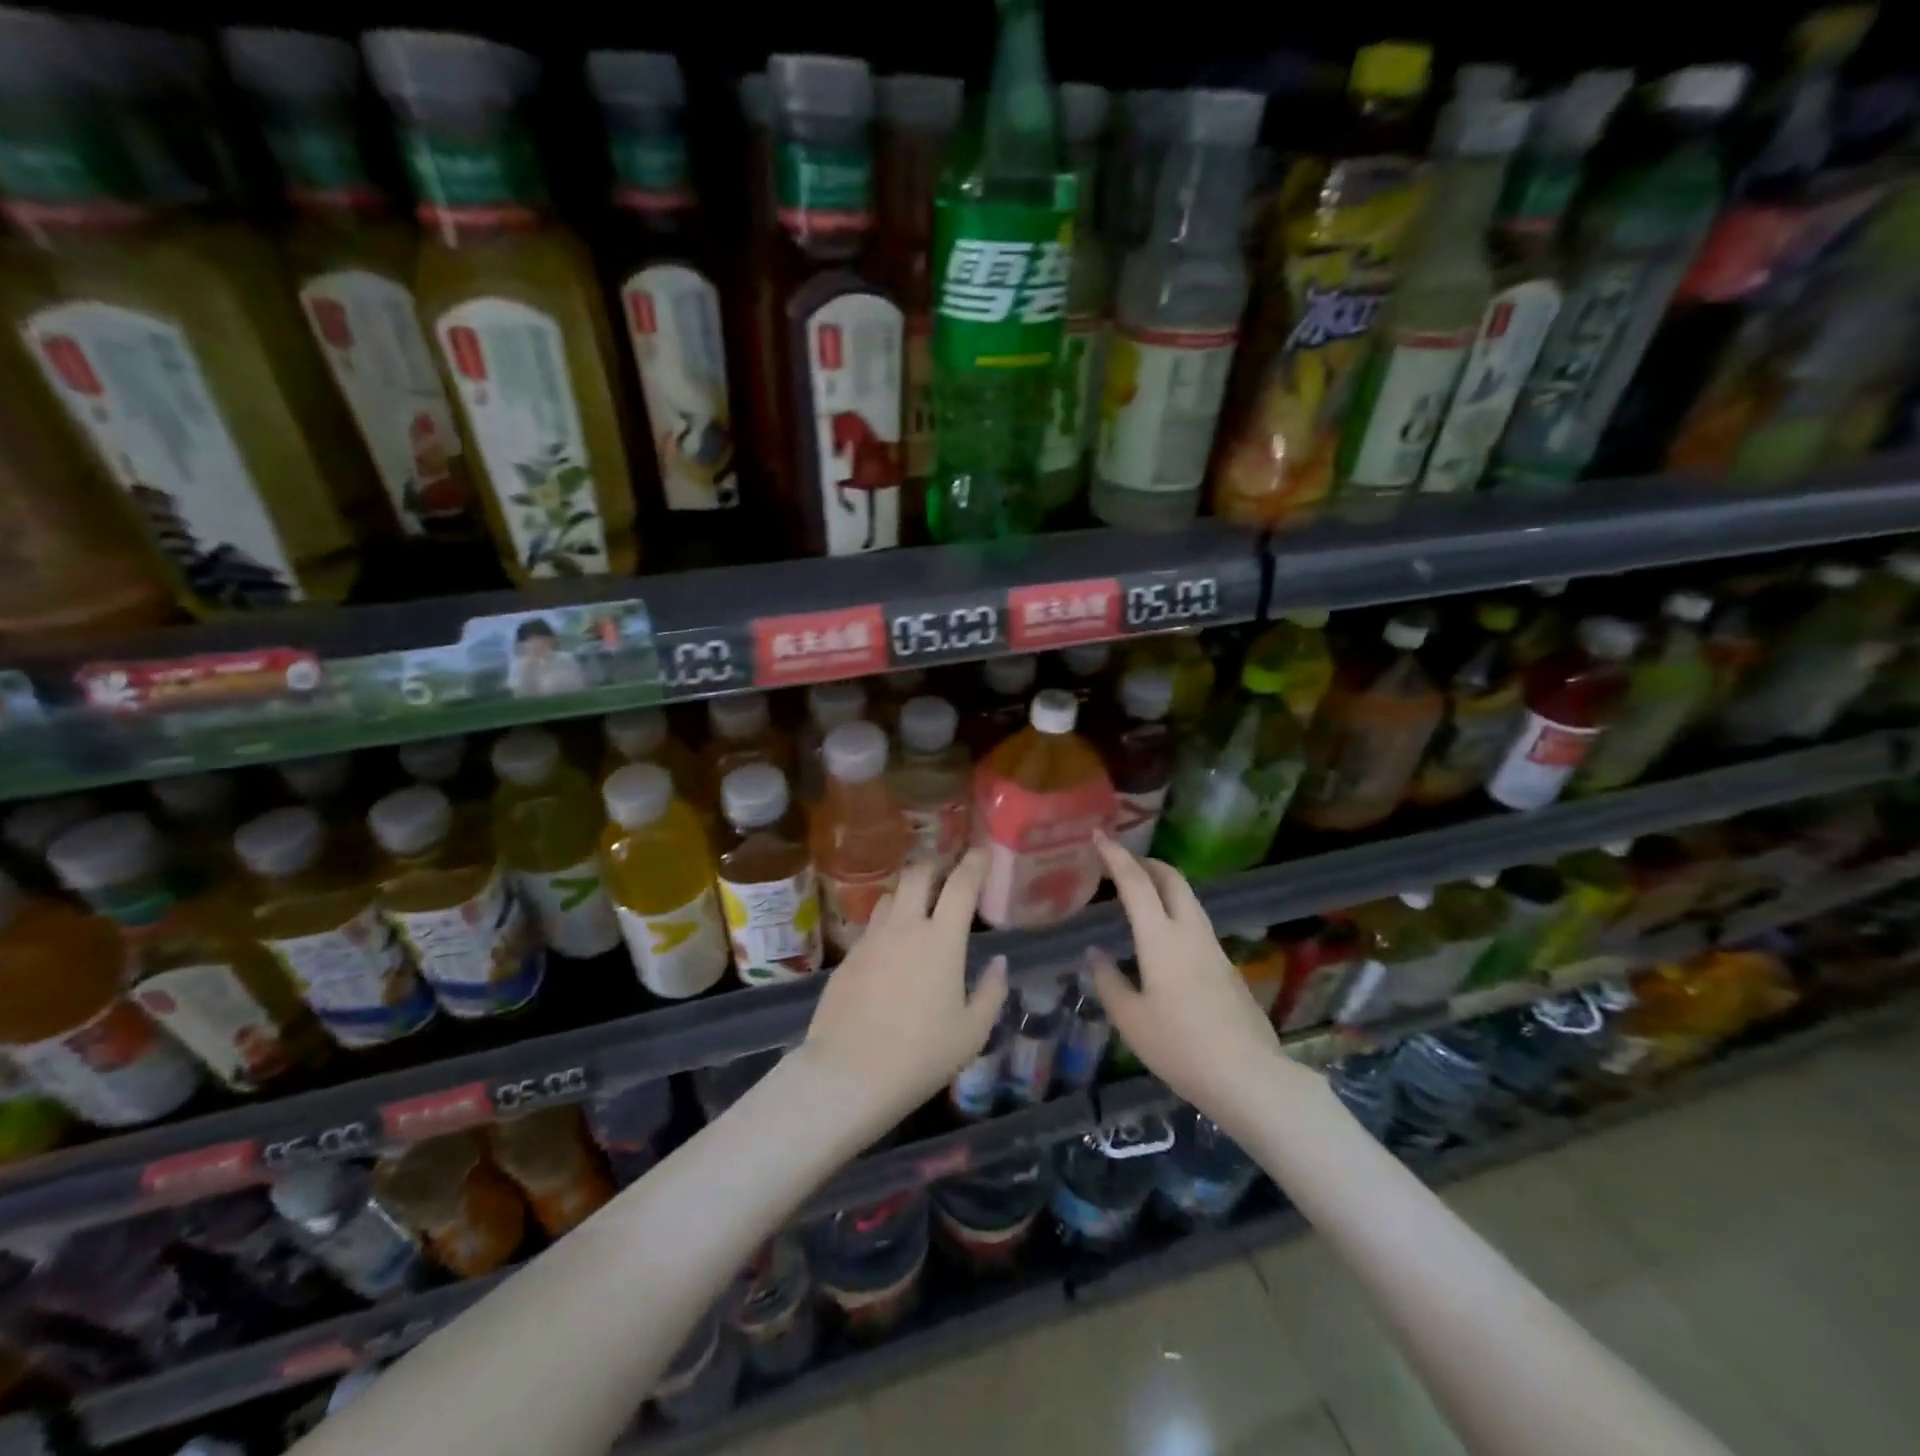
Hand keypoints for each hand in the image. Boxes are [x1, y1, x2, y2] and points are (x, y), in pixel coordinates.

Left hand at [797, 849, 1007, 1138]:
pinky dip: (887, 924)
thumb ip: (991, 992)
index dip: (974, 862)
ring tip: (918, 908)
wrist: (848, 1074)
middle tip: (947, 873)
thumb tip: (997, 962)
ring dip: (908, 893)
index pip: (961, 884)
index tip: (982, 850)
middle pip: (917, 874)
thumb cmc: (921, 1055)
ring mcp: (871, 939)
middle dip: (935, 865)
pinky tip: (891, 948)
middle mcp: (904, 927)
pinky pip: (871, 926)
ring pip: (890, 896)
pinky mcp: (847, 957)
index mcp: (941, 939)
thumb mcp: (972, 1032)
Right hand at [1088, 833, 1286, 1134]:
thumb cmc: (1180, 1046)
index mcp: (1160, 939)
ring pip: (1190, 901)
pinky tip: (1165, 943)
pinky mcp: (1228, 969)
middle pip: (1173, 880)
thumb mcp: (1131, 1020)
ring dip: (1165, 887)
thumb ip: (1109, 981)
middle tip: (1125, 862)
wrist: (1249, 1077)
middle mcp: (1190, 933)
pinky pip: (1197, 926)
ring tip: (1142, 895)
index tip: (1100, 836)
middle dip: (1148, 862)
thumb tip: (1095, 954)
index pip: (1135, 883)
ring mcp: (1214, 949)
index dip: (1116, 857)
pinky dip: (1177, 914)